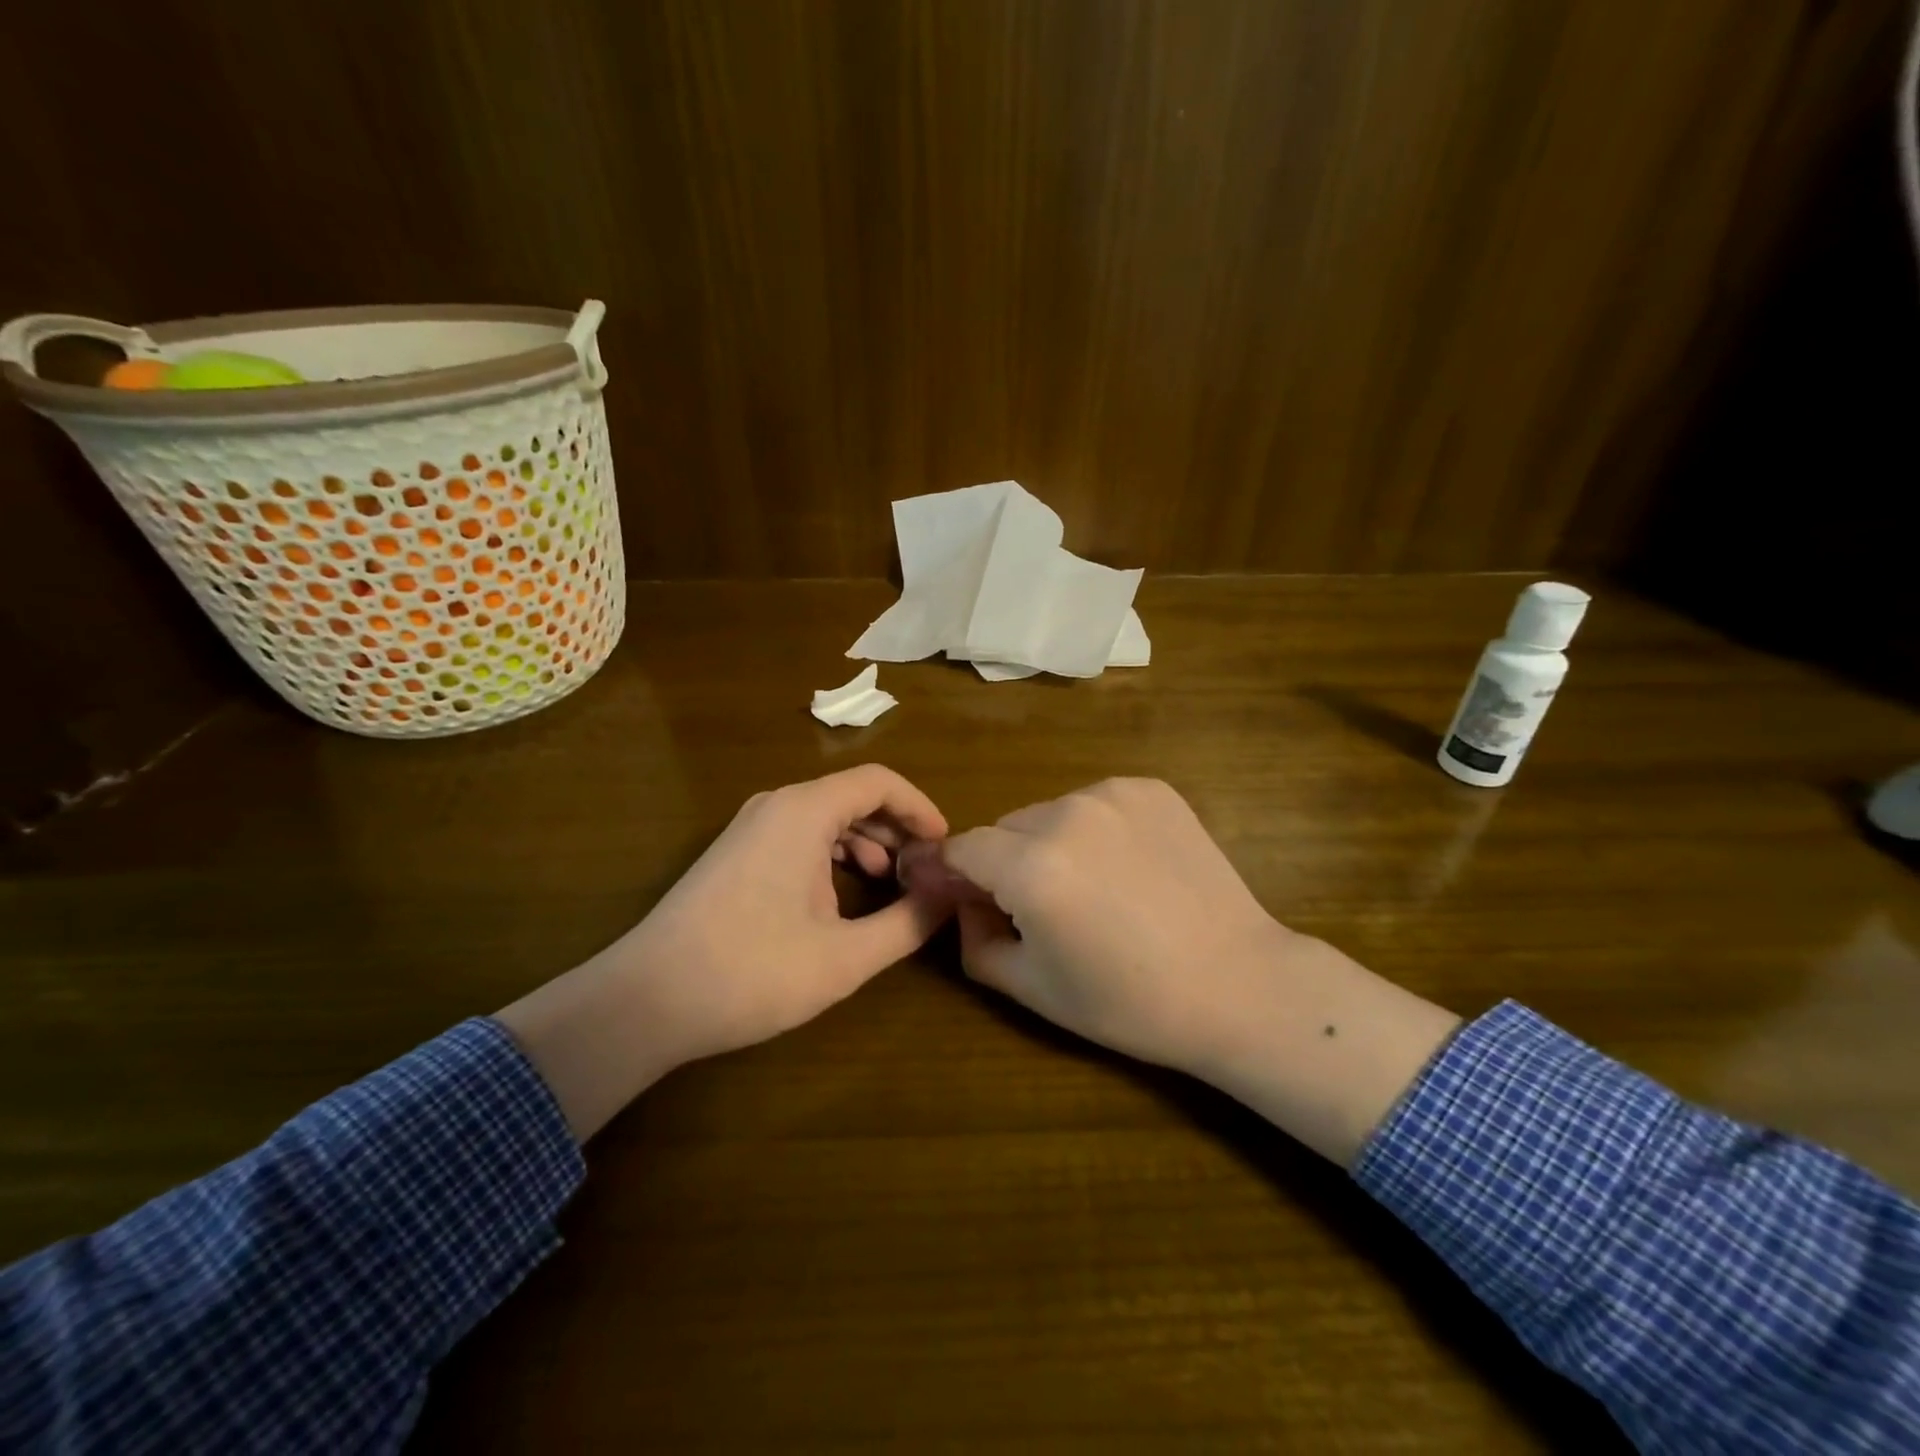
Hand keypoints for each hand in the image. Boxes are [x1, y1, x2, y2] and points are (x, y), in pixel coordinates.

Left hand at [499, 765, 949, 1139]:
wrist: (646, 1000)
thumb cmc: (752, 972)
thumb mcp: (845, 956)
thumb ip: (908, 923)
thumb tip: (948, 898)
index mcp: (804, 811)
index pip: (880, 782)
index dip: (921, 808)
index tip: (946, 847)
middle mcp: (776, 805)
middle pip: (853, 796)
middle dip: (897, 830)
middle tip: (925, 872)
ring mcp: (750, 827)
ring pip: (826, 817)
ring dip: (866, 844)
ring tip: (890, 886)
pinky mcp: (736, 853)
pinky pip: (799, 836)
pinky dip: (833, 856)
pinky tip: (842, 899)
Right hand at [919, 778, 1459, 1163]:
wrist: (1239, 984)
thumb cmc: (1130, 1002)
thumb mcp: (1032, 988)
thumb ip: (973, 940)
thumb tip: (961, 902)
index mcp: (1032, 867)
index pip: (961, 848)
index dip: (955, 875)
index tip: (967, 899)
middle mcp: (1067, 813)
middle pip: (1005, 829)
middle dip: (1006, 863)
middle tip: (1042, 909)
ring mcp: (1114, 794)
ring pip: (1050, 813)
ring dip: (1050, 843)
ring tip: (1093, 889)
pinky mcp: (1151, 788)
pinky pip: (1095, 803)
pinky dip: (1094, 830)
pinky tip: (1127, 868)